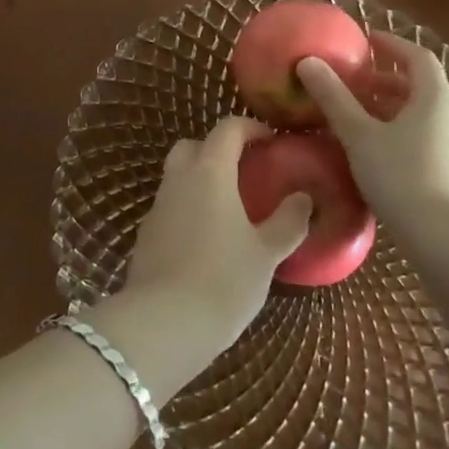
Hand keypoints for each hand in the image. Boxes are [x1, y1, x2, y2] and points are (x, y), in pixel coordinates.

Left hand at [121, 116, 312, 352]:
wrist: (164, 321)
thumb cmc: (224, 280)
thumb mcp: (266, 253)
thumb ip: (287, 222)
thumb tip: (303, 198)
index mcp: (210, 172)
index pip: (226, 129)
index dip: (249, 128)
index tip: (270, 141)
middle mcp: (178, 179)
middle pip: (193, 146)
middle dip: (217, 150)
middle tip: (245, 171)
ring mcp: (157, 205)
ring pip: (177, 176)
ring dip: (201, 180)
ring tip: (230, 209)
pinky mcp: (146, 232)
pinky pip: (169, 205)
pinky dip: (188, 208)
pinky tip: (206, 239)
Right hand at [297, 37, 448, 233]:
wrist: (447, 241)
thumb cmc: (402, 177)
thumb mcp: (359, 135)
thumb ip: (333, 98)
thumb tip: (307, 61)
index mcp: (433, 98)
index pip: (417, 56)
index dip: (391, 44)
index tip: (364, 39)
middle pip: (417, 85)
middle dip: (383, 78)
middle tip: (349, 80)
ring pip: (418, 113)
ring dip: (386, 107)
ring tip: (352, 114)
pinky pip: (420, 136)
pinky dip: (394, 130)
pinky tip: (369, 149)